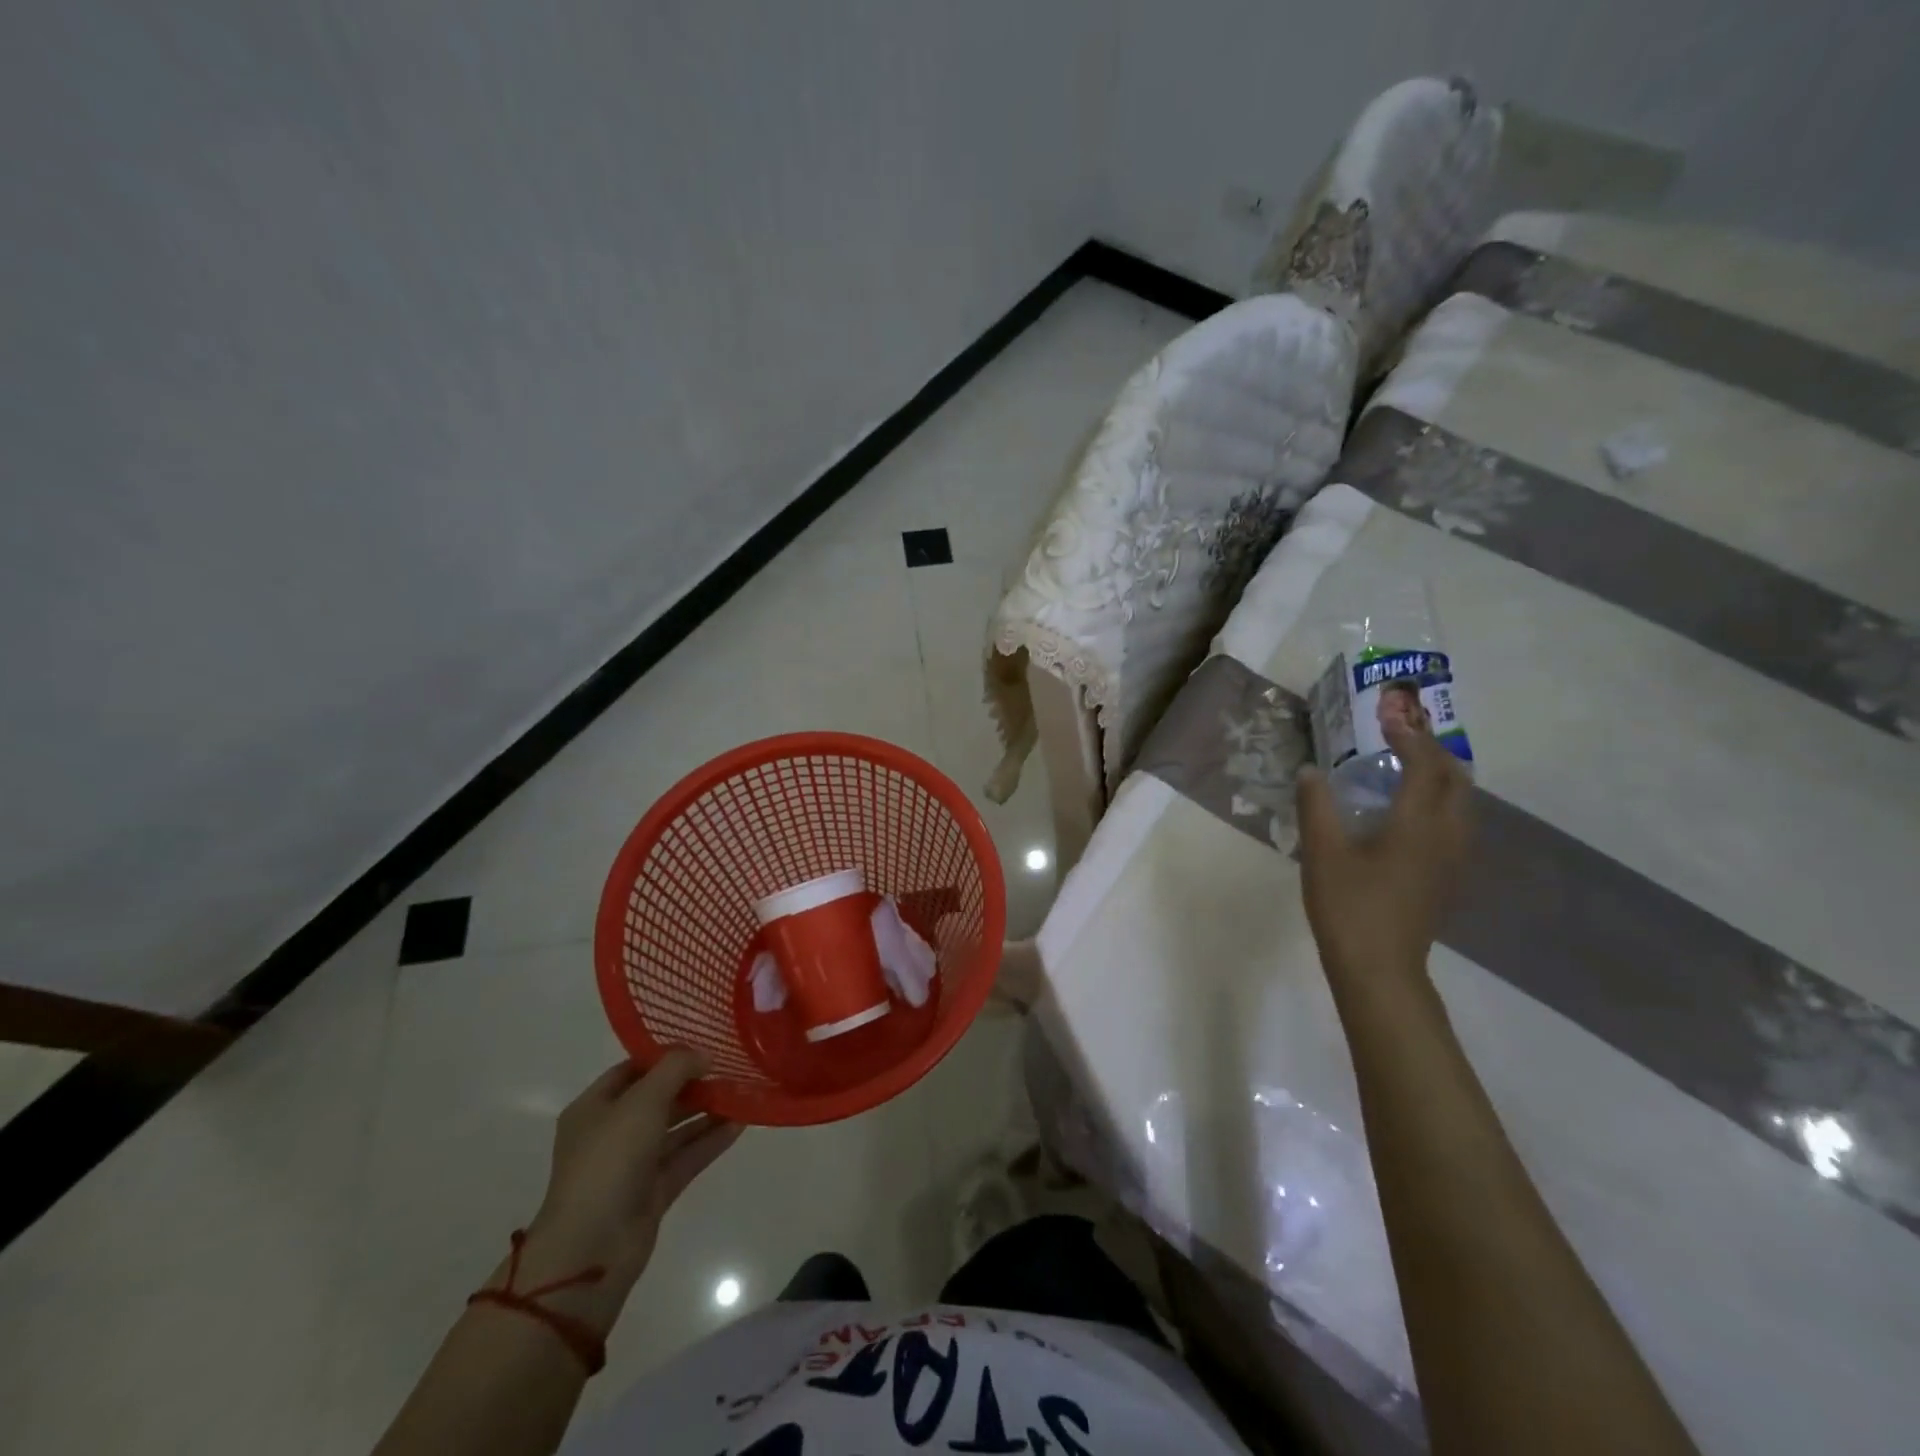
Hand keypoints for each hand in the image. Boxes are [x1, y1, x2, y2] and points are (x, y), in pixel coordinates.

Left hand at [517, 1052, 740, 1331]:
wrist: (592, 1248)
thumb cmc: (609, 1161)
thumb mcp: (643, 1101)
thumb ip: (676, 1069)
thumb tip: (704, 1054)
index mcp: (594, 1108)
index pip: (632, 1070)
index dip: (665, 1056)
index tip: (703, 1044)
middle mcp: (611, 1133)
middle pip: (657, 1099)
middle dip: (692, 1083)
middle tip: (730, 1067)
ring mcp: (632, 1164)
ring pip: (675, 1129)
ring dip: (706, 1111)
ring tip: (742, 1092)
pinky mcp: (653, 1191)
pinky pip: (686, 1157)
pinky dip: (710, 1141)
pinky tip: (741, 1124)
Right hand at [1295, 718, 1471, 991]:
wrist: (1379, 968)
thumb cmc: (1348, 906)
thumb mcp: (1321, 853)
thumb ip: (1316, 806)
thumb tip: (1311, 771)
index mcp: (1417, 824)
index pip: (1425, 765)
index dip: (1409, 737)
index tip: (1387, 718)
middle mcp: (1446, 835)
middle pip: (1457, 780)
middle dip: (1434, 751)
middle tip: (1402, 737)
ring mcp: (1452, 860)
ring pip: (1463, 803)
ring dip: (1442, 776)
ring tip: (1410, 766)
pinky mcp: (1447, 878)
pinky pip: (1456, 824)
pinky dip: (1441, 801)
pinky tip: (1411, 812)